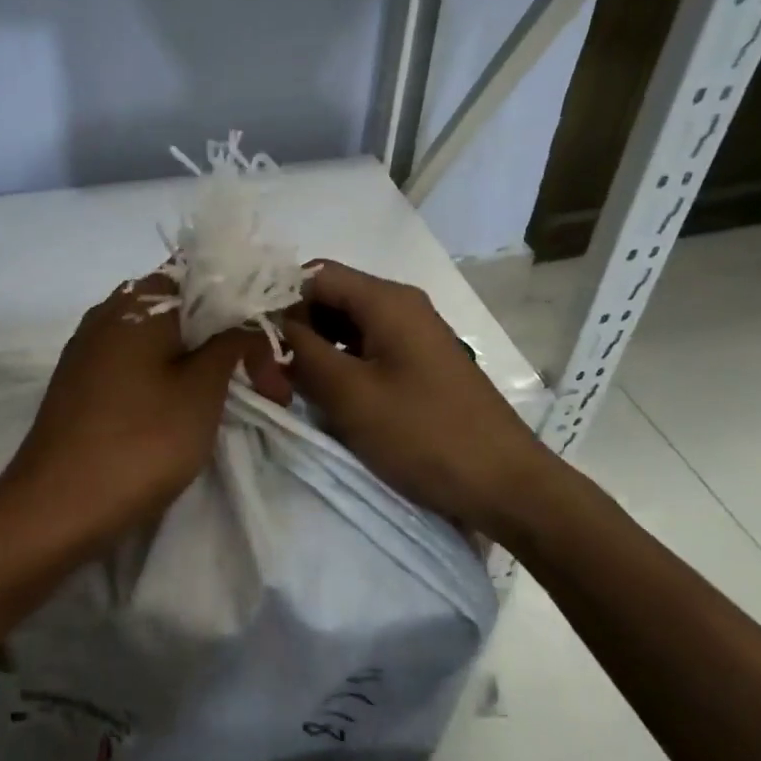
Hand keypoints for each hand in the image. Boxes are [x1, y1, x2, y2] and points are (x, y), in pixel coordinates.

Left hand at [0, 274, 285, 556]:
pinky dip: (168, 375)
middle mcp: (108, 312)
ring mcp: (89, 348)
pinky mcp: (80, 383)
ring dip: (200, 360)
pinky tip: (187, 407)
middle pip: (182, 307)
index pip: (202, 273)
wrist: (53, 510)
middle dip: (226, 337)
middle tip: (265, 382)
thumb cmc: (139, 443)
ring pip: (159, 338)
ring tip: (234, 396)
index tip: (270, 338)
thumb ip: (230, 343)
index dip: (243, 300)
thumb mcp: (201, 391)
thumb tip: (247, 317)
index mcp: (138, 301)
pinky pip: (136, 362)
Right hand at [281, 260, 551, 532]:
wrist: (505, 485)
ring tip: (294, 391)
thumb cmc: (424, 435)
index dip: (279, 301)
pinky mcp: (420, 365)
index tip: (255, 343)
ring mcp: (415, 336)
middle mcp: (402, 307)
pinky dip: (341, 368)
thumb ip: (302, 353)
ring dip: (316, 353)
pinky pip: (368, 351)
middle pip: (331, 299)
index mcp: (388, 301)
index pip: (315, 275)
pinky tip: (329, 400)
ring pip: (347, 327)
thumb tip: (269, 325)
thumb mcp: (350, 395)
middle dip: (296, 331)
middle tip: (270, 376)